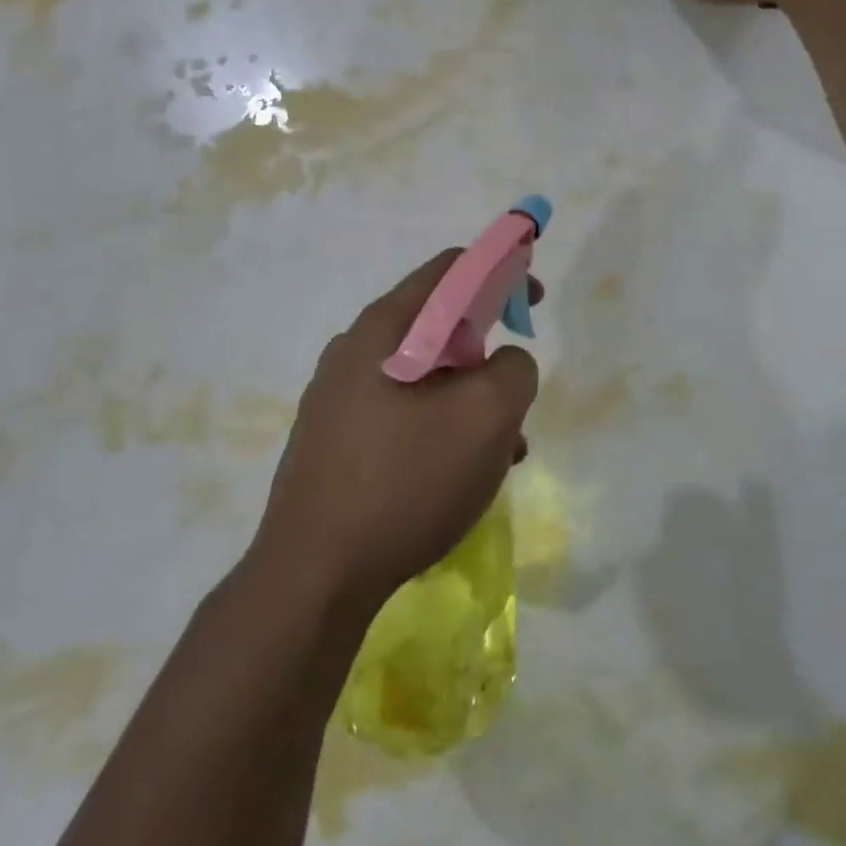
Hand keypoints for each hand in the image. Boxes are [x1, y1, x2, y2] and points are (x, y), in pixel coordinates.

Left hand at [252, 250, 540, 610]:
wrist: (313, 575)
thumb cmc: (405, 482)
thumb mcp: (485, 418)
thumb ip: (514, 370)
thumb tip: (505, 363)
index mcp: (384, 329)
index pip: (450, 269)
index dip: (500, 272)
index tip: (532, 300)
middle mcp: (354, 351)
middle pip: (437, 327)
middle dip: (487, 354)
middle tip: (515, 396)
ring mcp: (337, 398)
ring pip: (424, 379)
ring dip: (469, 402)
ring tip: (502, 452)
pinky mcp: (334, 441)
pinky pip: (401, 415)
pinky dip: (440, 430)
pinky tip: (461, 477)